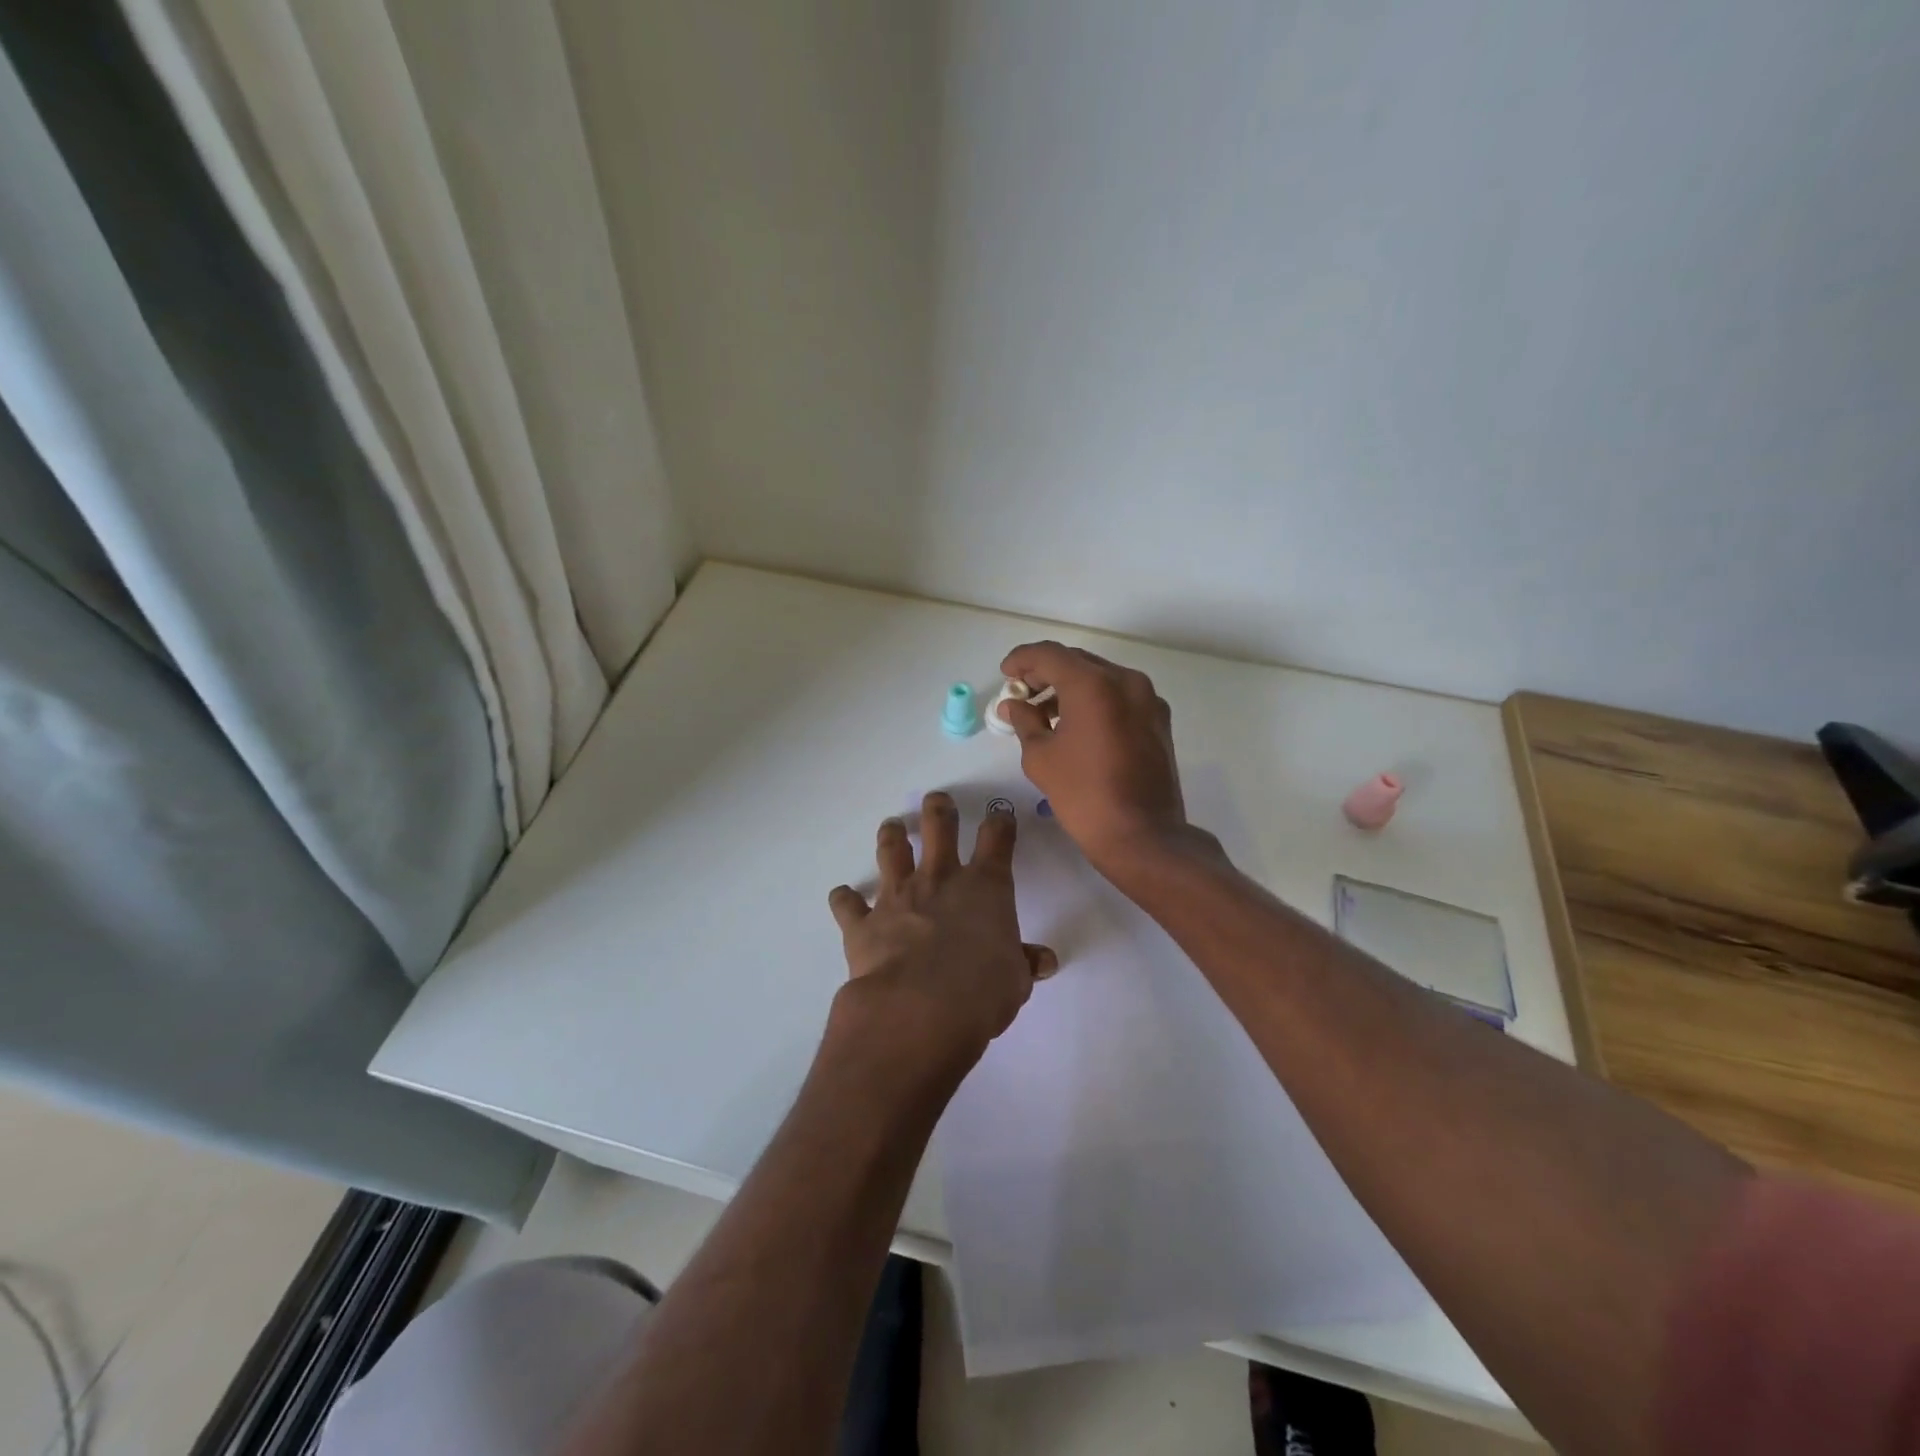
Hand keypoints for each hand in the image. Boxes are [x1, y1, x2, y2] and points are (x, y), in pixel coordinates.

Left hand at [827, 792, 1056, 1074]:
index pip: (997, 840)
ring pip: (892, 851)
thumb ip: (1024, 963)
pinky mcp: (864, 922)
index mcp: (985, 887)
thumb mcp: (1016, 980)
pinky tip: (842, 896)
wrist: (919, 1009)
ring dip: (892, 835)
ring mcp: (898, 896)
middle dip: (939, 810)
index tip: (999, 817)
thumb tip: (1043, 961)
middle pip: (939, 828)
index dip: (1000, 824)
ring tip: (892, 825)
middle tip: (937, 800)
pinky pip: (848, 904)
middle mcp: (939, 879)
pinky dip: (844, 899)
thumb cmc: (982, 992)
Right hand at [997, 642, 1194, 872]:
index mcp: (1094, 685)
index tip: (1005, 675)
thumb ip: (1024, 721)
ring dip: (1071, 688)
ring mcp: (1148, 699)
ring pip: (1101, 678)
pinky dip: (1095, 701)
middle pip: (1078, 662)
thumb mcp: (1041, 757)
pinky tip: (1077, 726)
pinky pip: (1120, 697)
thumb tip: (1013, 705)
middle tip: (1022, 693)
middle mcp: (1126, 681)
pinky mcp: (1158, 720)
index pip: (1050, 655)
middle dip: (1046, 673)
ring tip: (1045, 714)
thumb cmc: (1083, 795)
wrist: (1143, 835)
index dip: (1022, 660)